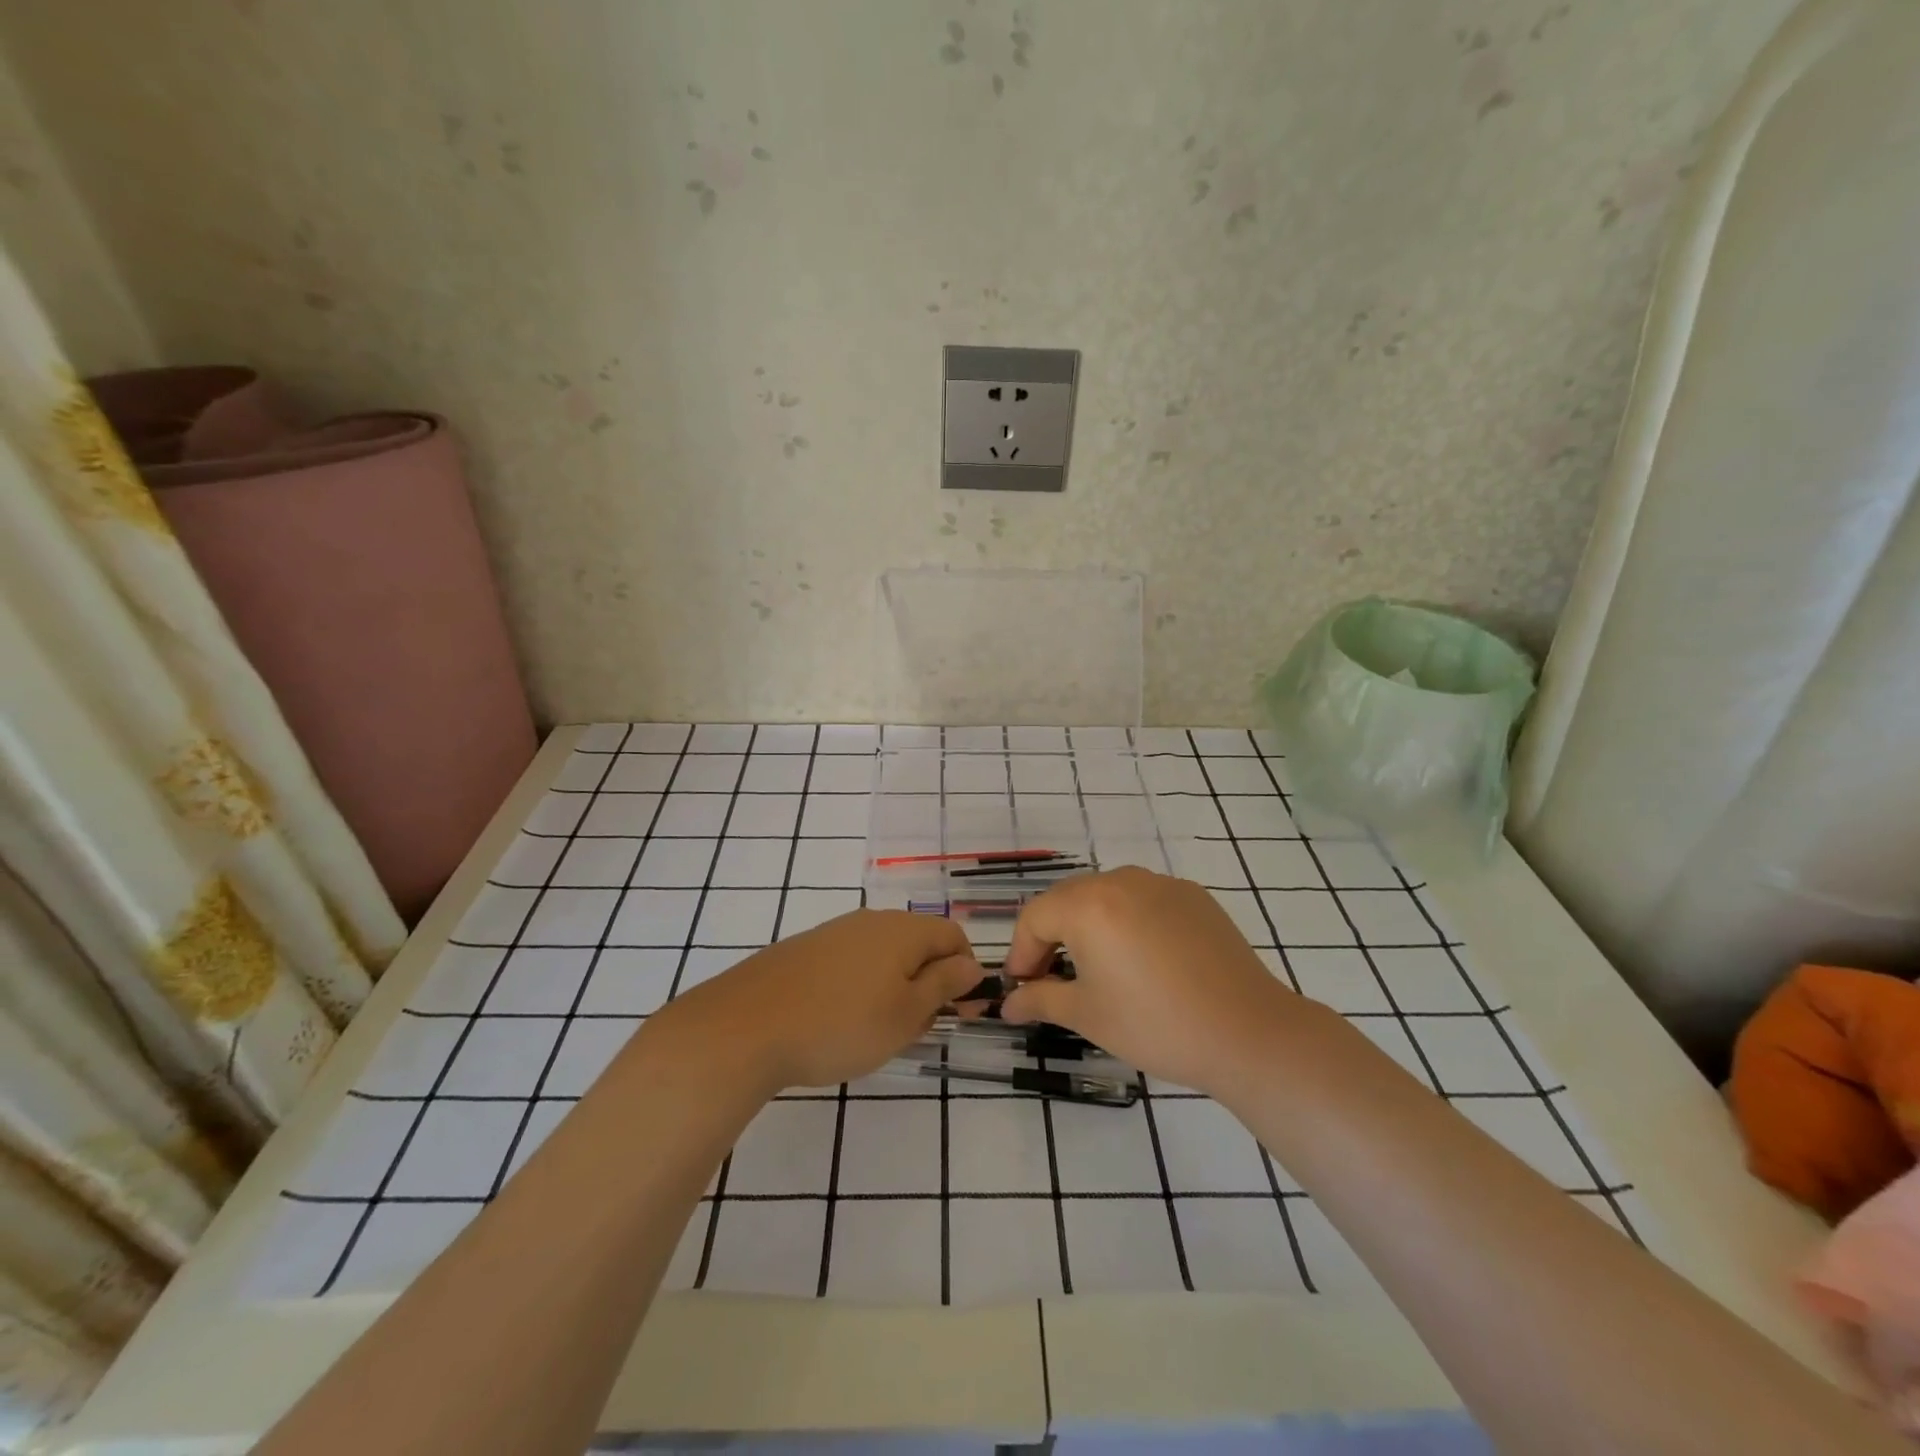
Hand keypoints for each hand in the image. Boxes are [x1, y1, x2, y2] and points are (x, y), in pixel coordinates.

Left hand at [640, 909, 983, 1093]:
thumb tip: (971, 964)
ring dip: (896, 987)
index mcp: (903, 930)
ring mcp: (834, 933)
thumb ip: (944, 985)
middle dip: (930, 983)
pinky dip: (862, 987)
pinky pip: (852, 962)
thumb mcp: (905, 1014)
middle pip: (919, 943)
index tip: (961, 1013)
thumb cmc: (839, 1025)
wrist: (745, 1026)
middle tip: (918, 1030)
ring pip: (884, 954)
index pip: (953, 936)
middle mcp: (871, 920)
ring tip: (880, 1031)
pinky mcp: (806, 950)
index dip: (966, 972)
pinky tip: (842, 1021)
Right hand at [999, 867, 1307, 1098]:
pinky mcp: (1193, 896)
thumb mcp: (1088, 1015)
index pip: (1035, 918)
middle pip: (1067, 900)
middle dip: (1050, 937)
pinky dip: (1127, 922)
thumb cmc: (1155, 1024)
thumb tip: (1008, 1003)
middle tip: (1050, 981)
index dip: (1020, 953)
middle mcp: (1121, 880)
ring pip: (1106, 896)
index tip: (1021, 989)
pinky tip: (1142, 961)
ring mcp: (1161, 884)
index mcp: (1088, 905)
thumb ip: (1040, 1000)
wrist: (1248, 1031)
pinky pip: (1143, 900)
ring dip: (1088, 926)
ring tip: (1095, 969)